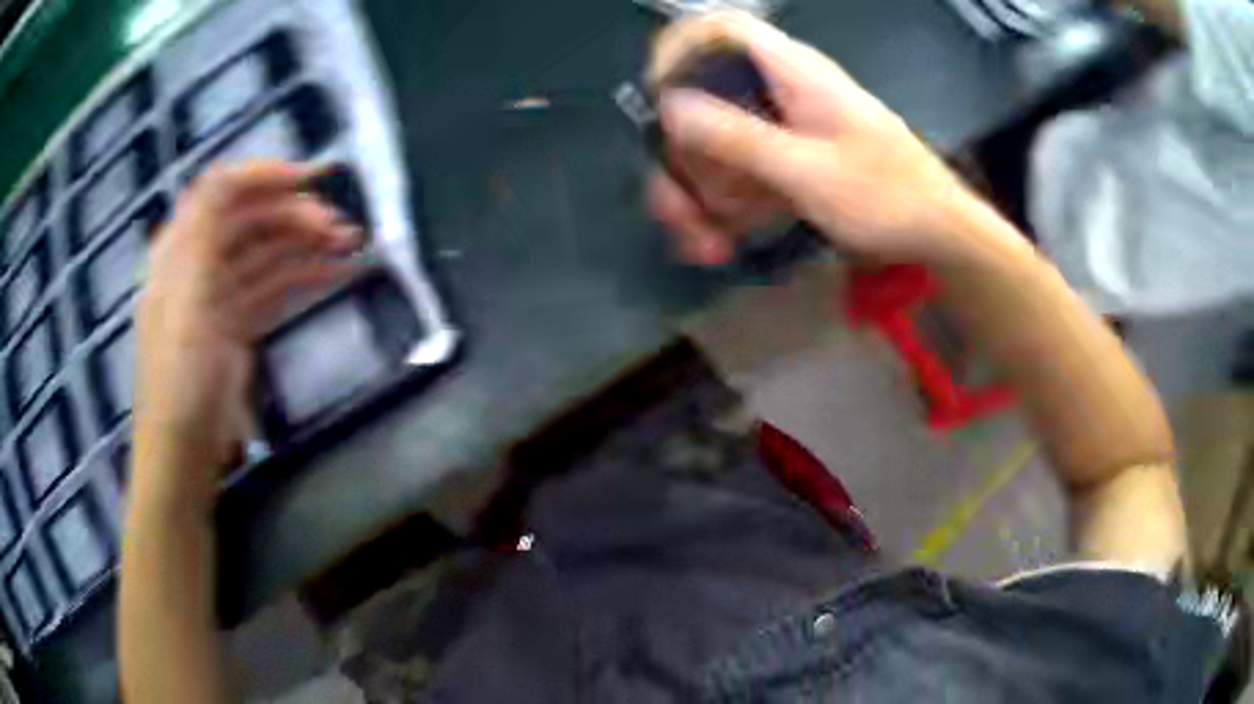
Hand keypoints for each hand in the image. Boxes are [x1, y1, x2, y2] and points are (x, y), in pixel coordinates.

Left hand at [133, 162, 359, 498]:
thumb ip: (201, 233)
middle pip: (250, 219)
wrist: (183, 454)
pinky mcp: (238, 325)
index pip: (221, 190)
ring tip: (350, 243)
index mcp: (180, 249)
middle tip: (340, 226)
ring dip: (305, 243)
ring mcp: (220, 294)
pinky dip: (302, 276)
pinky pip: (273, 287)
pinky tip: (335, 273)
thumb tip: (225, 174)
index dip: (264, 175)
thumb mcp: (185, 301)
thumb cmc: (179, 379)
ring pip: (267, 252)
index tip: (311, 179)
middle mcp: (200, 263)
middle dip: (295, 213)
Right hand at [646, 12, 976, 265]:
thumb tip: (670, 104)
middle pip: (705, 100)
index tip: (657, 98)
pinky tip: (725, 240)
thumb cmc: (888, 196)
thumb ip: (739, 137)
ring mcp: (785, 126)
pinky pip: (742, 171)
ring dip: (701, 194)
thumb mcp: (810, 170)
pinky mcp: (791, 158)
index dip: (679, 50)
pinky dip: (727, 205)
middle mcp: (781, 91)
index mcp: (792, 73)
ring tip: (707, 243)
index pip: (721, 30)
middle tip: (678, 210)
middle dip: (681, 156)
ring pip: (718, 143)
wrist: (938, 232)